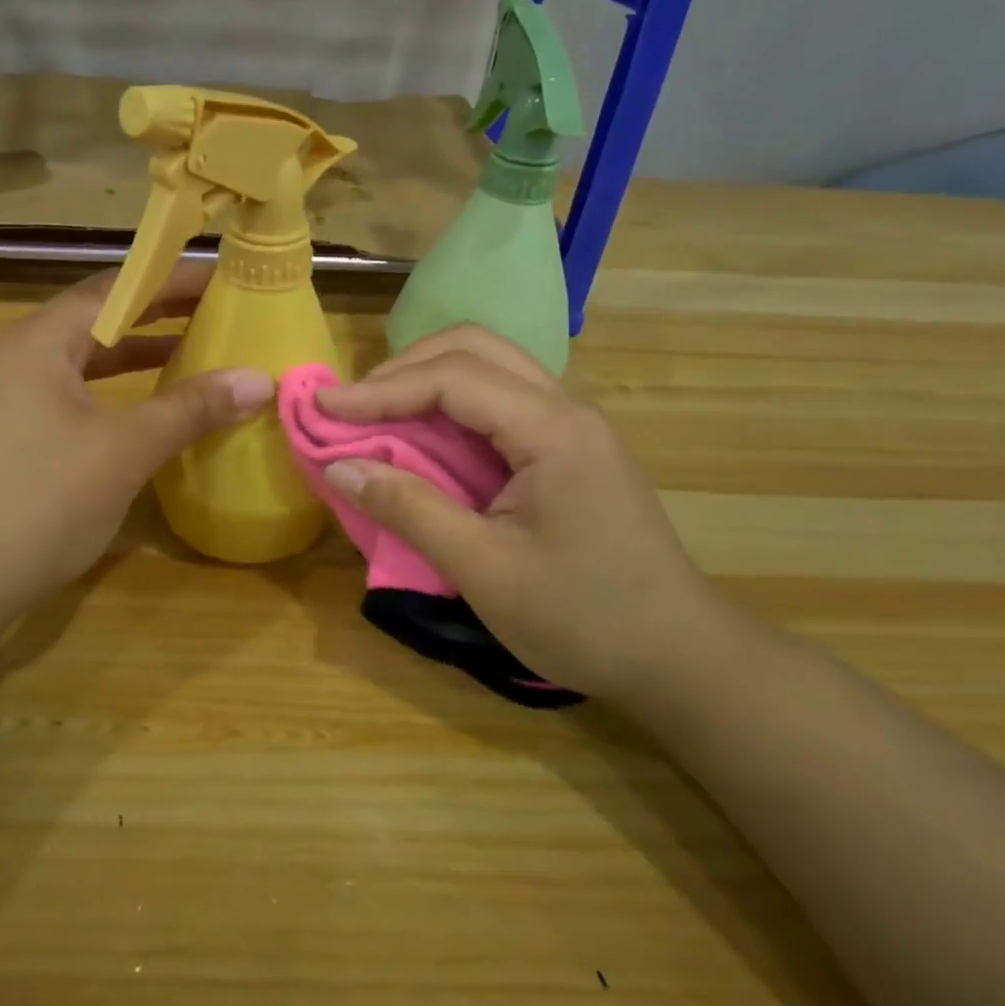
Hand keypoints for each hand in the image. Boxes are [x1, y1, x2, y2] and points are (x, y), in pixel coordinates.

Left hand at [0, 262, 273, 616]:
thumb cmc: (41, 499)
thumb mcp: (126, 449)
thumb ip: (192, 408)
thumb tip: (259, 379)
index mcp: (39, 340)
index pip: (116, 288)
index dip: (172, 280)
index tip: (223, 278)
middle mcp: (19, 355)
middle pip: (99, 318)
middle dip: (158, 313)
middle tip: (218, 309)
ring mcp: (9, 395)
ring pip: (85, 358)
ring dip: (137, 352)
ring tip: (194, 348)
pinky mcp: (10, 432)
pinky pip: (73, 391)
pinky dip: (115, 389)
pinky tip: (148, 406)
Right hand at [316, 325, 732, 705]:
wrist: (681, 658)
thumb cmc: (585, 618)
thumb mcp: (484, 570)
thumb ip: (409, 510)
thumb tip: (340, 467)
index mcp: (552, 429)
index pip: (452, 378)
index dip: (380, 389)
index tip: (323, 408)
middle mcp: (566, 406)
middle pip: (474, 347)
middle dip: (404, 368)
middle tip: (353, 406)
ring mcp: (573, 423)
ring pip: (489, 365)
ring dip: (427, 378)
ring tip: (378, 414)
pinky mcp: (570, 445)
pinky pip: (500, 399)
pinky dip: (451, 404)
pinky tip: (426, 435)